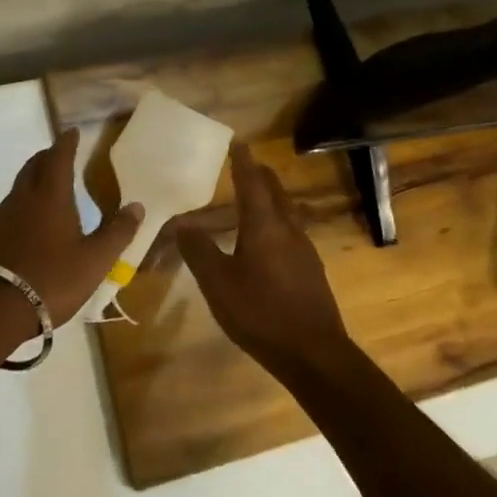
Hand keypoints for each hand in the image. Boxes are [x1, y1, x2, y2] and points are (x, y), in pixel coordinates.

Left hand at [0, 129, 143, 333]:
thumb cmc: (52, 279)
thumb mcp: (95, 261)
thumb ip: (117, 232)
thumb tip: (137, 206)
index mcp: (51, 196)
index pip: (58, 158)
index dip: (66, 143)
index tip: (71, 132)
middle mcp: (23, 198)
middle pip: (34, 166)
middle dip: (47, 157)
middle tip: (59, 155)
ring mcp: (0, 216)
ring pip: (19, 188)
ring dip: (33, 181)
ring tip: (46, 188)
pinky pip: (7, 210)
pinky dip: (21, 206)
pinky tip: (26, 224)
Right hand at [177, 143, 352, 380]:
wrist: (314, 353)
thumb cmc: (260, 312)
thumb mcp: (218, 283)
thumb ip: (198, 250)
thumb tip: (181, 223)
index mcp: (264, 225)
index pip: (251, 182)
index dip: (242, 161)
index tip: (237, 142)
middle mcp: (287, 229)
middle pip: (275, 192)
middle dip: (260, 176)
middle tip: (246, 166)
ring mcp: (304, 249)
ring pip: (286, 212)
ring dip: (270, 199)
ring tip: (254, 199)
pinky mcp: (310, 270)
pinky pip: (290, 232)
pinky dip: (276, 223)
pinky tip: (267, 241)